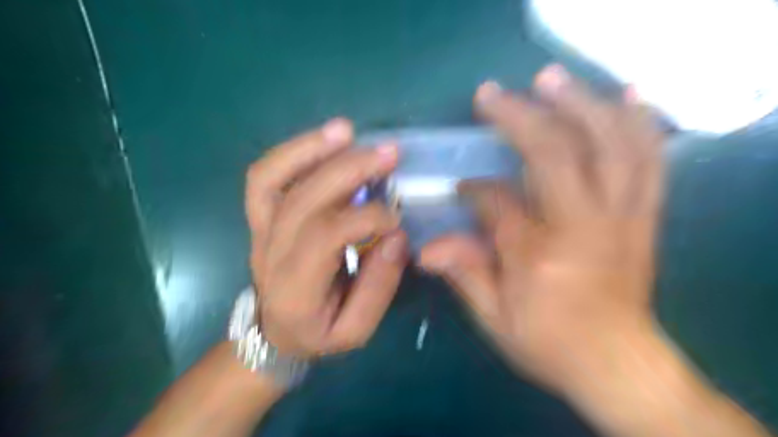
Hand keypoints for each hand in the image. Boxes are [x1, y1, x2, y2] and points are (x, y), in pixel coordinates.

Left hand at [245, 117, 408, 357]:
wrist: (274, 333)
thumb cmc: (319, 332)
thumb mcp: (356, 330)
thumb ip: (378, 287)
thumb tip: (395, 237)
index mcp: (295, 288)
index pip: (326, 236)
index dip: (367, 218)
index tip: (397, 217)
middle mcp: (271, 253)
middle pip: (304, 199)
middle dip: (349, 171)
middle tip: (388, 153)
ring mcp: (260, 230)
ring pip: (273, 179)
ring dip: (311, 149)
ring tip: (347, 131)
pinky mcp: (261, 217)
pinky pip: (266, 176)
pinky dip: (293, 152)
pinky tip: (325, 138)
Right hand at [423, 64, 664, 392]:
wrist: (618, 365)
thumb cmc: (549, 344)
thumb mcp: (495, 320)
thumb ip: (463, 275)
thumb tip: (424, 249)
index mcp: (537, 254)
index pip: (496, 202)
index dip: (474, 189)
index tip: (461, 188)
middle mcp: (582, 226)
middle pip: (553, 153)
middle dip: (518, 118)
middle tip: (489, 95)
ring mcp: (619, 216)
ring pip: (607, 143)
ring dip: (577, 103)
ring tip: (550, 79)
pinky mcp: (642, 216)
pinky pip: (649, 159)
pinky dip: (638, 121)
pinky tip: (626, 94)